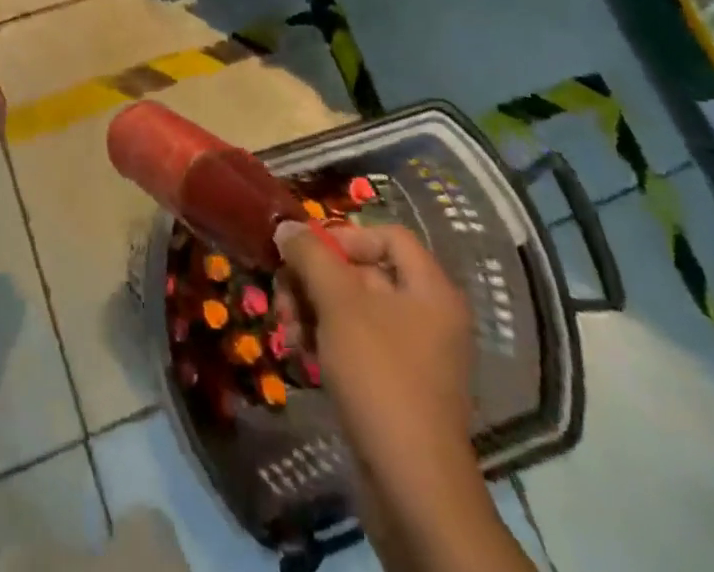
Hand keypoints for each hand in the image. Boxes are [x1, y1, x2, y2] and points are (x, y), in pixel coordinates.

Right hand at [273, 221, 476, 482]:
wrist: (412, 487)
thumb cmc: (380, 377)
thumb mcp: (339, 305)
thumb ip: (311, 256)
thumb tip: (286, 225)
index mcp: (431, 289)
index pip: (387, 235)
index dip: (344, 236)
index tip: (306, 254)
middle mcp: (428, 315)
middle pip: (364, 273)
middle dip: (316, 280)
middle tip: (282, 296)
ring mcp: (413, 355)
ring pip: (353, 311)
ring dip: (313, 312)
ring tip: (287, 331)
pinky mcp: (396, 387)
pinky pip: (357, 346)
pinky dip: (326, 343)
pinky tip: (300, 356)